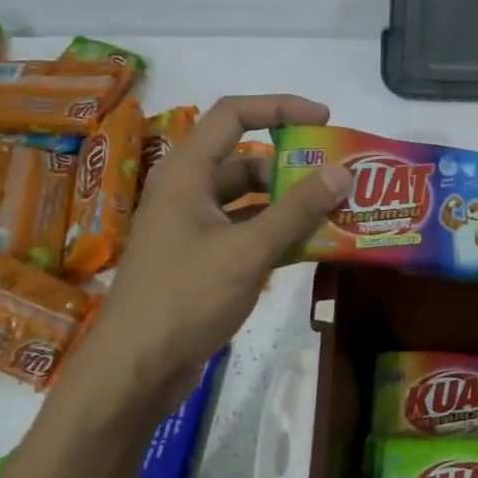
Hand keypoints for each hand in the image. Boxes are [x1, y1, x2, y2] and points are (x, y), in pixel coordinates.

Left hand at [70, 94, 349, 417]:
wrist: (136, 369)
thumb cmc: (186, 298)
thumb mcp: (248, 251)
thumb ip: (297, 211)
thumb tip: (342, 171)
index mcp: (187, 173)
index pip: (234, 115)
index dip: (279, 108)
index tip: (324, 119)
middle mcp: (187, 192)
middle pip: (245, 161)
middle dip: (292, 168)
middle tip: (338, 181)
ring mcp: (192, 228)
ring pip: (247, 202)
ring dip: (288, 206)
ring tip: (335, 215)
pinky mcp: (200, 260)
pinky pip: (244, 233)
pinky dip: (276, 236)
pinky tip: (311, 249)